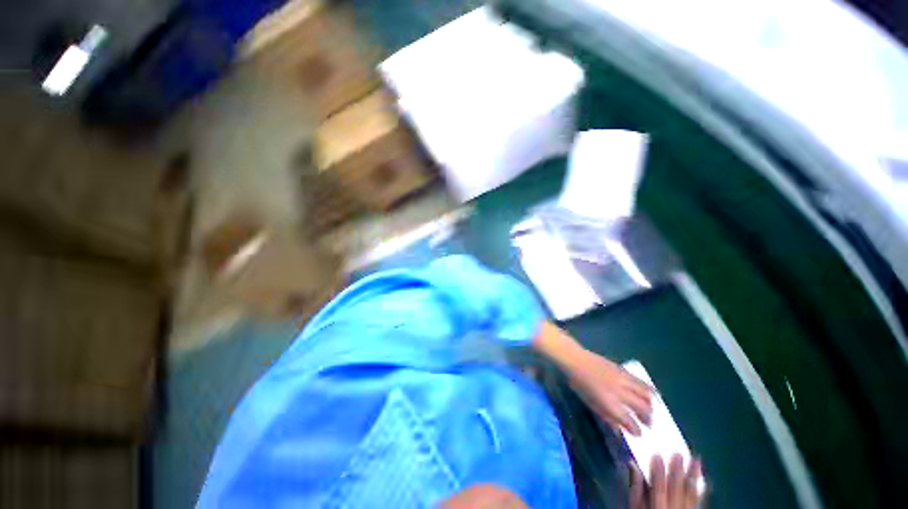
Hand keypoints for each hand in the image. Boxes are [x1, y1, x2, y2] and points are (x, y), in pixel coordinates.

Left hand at [568, 351, 652, 434]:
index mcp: (610, 404)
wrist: (575, 360)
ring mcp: (623, 380)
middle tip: (647, 423)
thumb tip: (618, 429)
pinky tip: (652, 393)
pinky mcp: (623, 370)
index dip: (636, 430)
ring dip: (651, 404)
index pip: (630, 422)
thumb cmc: (578, 382)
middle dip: (648, 419)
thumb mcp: (589, 403)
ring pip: (646, 395)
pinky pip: (641, 381)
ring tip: (649, 409)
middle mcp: (620, 394)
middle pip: (643, 409)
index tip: (638, 434)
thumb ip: (605, 416)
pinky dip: (649, 389)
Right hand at [630, 454, 704, 508]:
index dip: (657, 471)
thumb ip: (635, 487)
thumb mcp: (635, 505)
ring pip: (689, 493)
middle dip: (677, 470)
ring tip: (696, 461)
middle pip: (676, 488)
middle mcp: (672, 508)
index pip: (658, 487)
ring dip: (692, 476)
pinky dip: (698, 488)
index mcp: (656, 505)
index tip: (657, 454)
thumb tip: (632, 465)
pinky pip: (696, 500)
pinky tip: (700, 479)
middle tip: (678, 453)